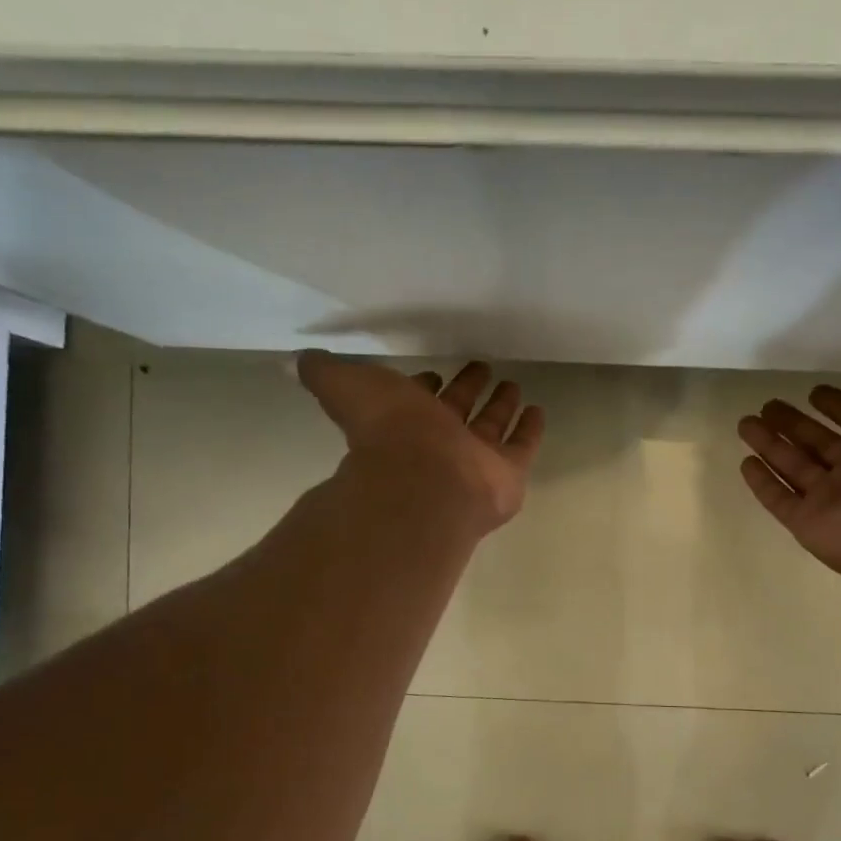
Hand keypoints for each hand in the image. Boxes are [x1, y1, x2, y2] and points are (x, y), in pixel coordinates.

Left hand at [298, 353, 544, 530]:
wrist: (421, 480)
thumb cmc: (386, 430)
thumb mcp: (343, 386)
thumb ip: (324, 373)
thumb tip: (302, 360)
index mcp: (403, 423)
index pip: (416, 403)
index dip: (422, 388)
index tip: (432, 374)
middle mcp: (438, 444)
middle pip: (457, 412)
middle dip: (466, 390)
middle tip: (481, 369)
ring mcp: (474, 462)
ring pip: (490, 428)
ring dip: (500, 407)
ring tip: (512, 385)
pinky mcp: (506, 476)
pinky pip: (522, 448)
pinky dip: (530, 430)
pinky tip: (537, 410)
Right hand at [738, 379, 840, 587]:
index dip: (839, 407)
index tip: (814, 392)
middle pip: (819, 445)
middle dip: (793, 424)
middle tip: (767, 405)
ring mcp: (832, 502)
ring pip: (794, 468)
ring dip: (770, 446)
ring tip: (745, 423)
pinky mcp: (809, 524)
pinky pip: (780, 500)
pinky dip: (763, 483)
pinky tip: (745, 462)